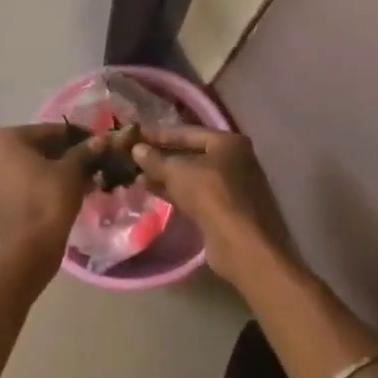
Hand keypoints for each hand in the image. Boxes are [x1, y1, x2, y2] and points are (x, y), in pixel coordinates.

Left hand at [0, 124, 99, 292]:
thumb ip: (84, 151)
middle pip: (36, 147)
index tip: (95, 143)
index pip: (48, 131)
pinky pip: (20, 182)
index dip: (75, 137)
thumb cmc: (49, 198)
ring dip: (54, 169)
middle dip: (63, 154)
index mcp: (4, 137)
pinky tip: (65, 189)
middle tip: (90, 161)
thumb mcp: (72, 170)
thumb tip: (101, 140)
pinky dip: (40, 183)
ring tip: (82, 177)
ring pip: (28, 166)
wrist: (30, 247)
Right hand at [132, 127, 294, 278]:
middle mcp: (234, 160)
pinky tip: (153, 193)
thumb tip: (137, 149)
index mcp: (229, 142)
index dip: (159, 133)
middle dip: (161, 156)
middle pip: (191, 153)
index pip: (187, 132)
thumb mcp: (179, 172)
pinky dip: (176, 192)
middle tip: (132, 157)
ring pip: (192, 176)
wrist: (244, 246)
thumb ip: (156, 159)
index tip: (134, 134)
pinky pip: (196, 195)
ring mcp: (232, 187)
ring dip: (166, 176)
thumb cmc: (213, 197)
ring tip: (137, 177)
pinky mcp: (226, 211)